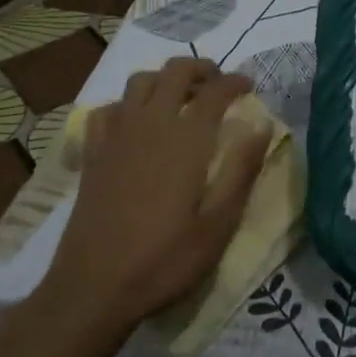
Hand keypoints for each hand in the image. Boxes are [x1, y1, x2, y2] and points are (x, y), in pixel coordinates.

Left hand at [38, 58, 268, 337]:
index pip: (215, 91)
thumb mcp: (218, 224)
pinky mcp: (93, 152)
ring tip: (180, 97)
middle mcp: (150, 123)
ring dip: (164, 79)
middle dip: (201, 68)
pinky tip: (135, 123)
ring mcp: (117, 135)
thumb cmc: (164, 259)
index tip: (249, 85)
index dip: (235, 81)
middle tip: (218, 83)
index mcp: (186, 138)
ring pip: (140, 81)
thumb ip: (242, 170)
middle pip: (175, 71)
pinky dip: (126, 104)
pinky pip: (108, 108)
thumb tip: (262, 125)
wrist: (94, 288)